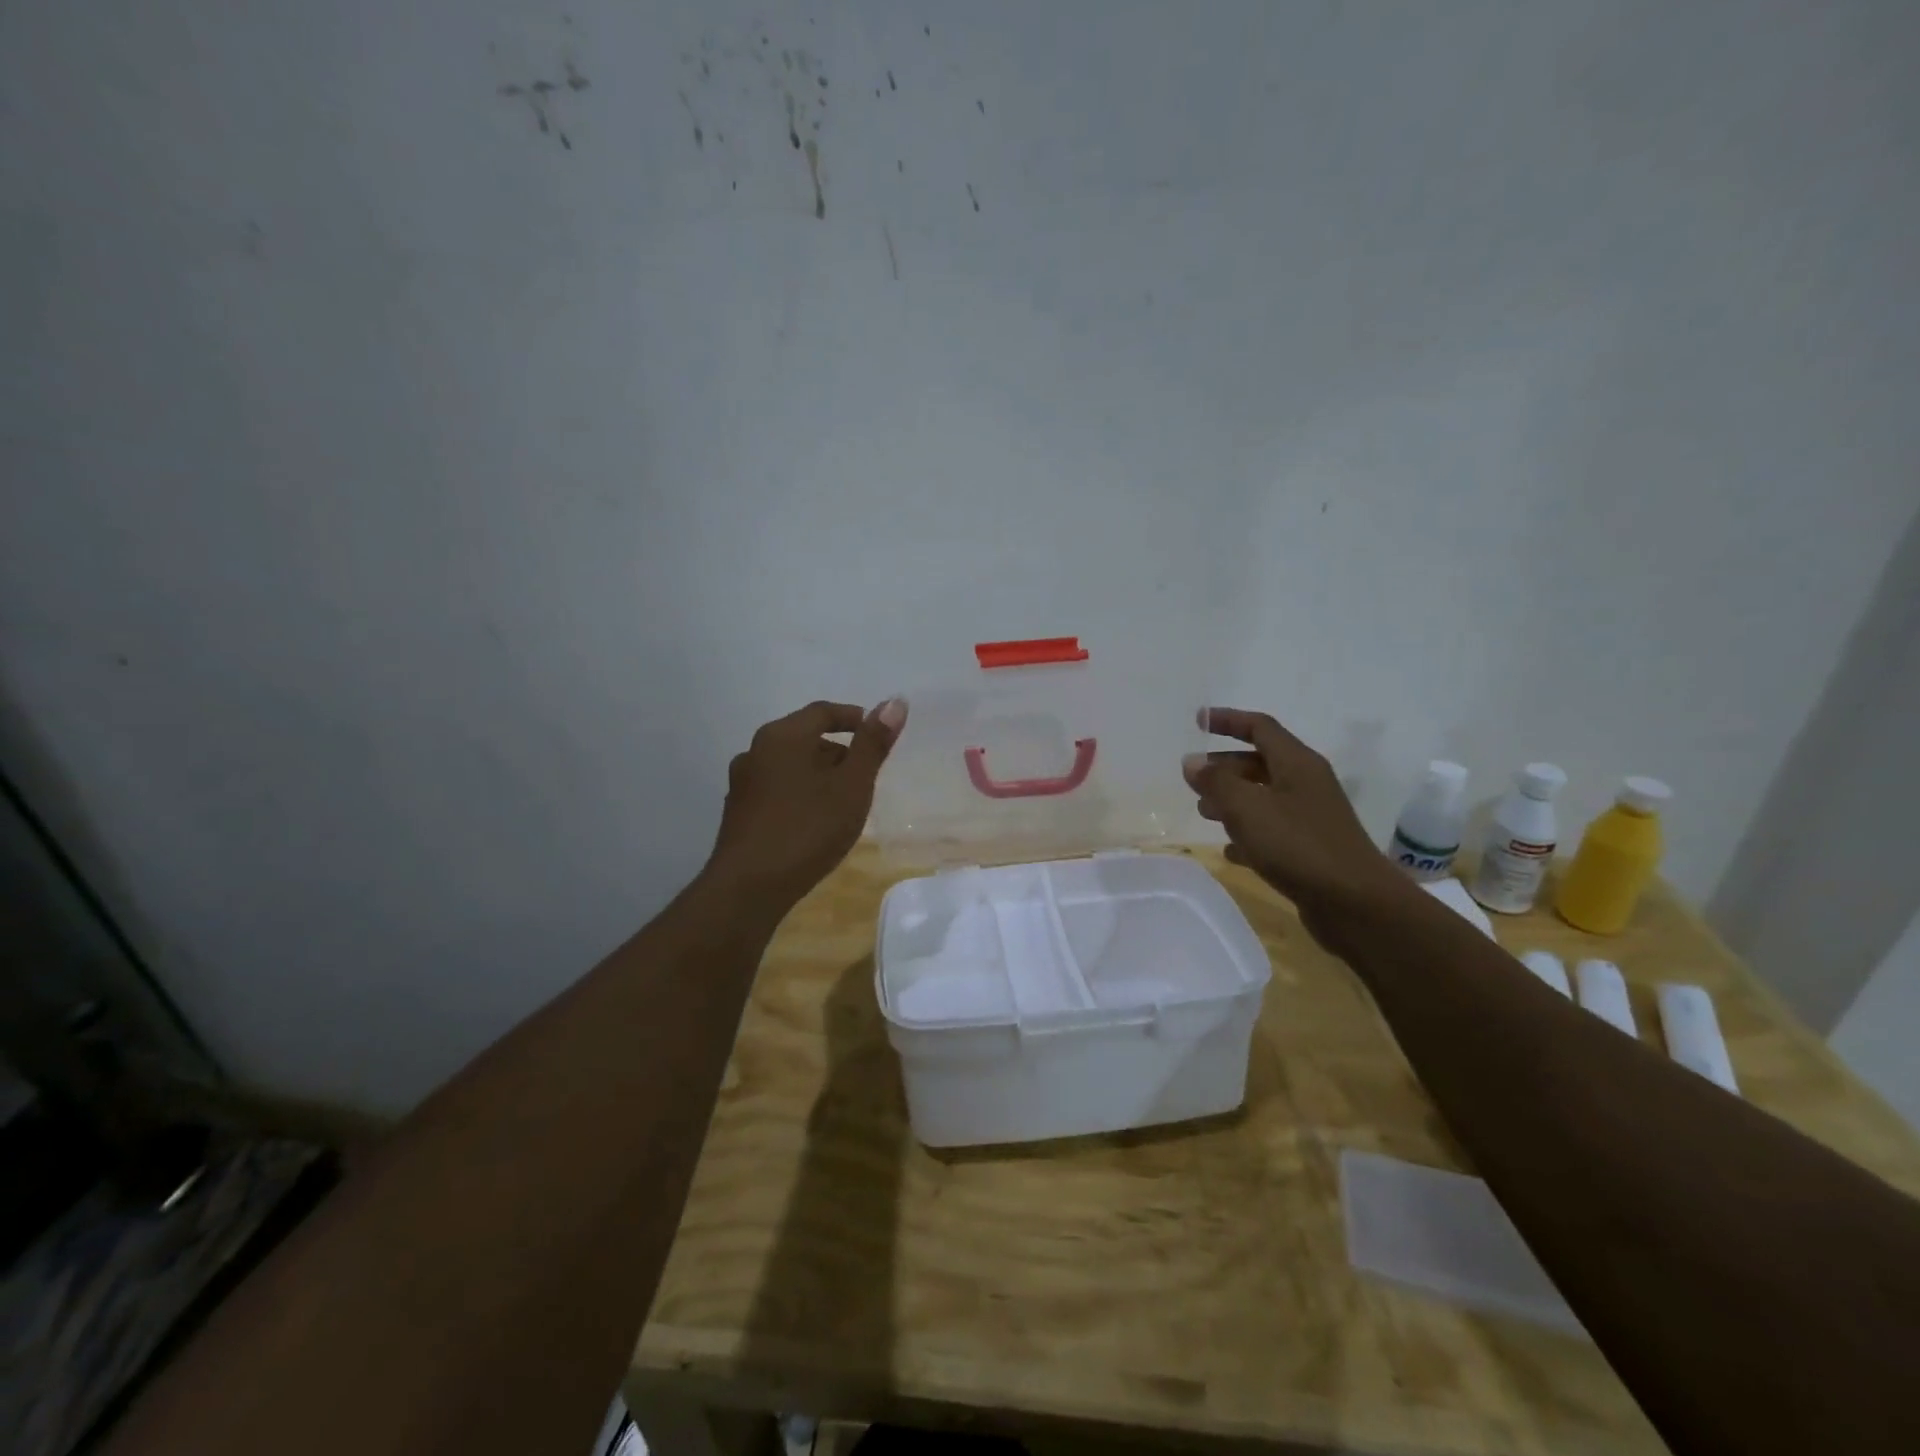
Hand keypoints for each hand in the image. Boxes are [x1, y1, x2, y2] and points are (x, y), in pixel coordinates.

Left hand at [704, 698, 907, 906]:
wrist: (748, 887)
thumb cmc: (807, 829)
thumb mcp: (852, 786)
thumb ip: (872, 745)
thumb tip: (895, 702)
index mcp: (783, 736)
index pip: (823, 712)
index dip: (854, 718)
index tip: (878, 734)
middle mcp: (755, 750)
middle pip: (803, 737)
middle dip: (838, 749)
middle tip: (866, 773)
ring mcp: (742, 782)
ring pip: (789, 765)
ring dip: (818, 773)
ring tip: (843, 800)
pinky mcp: (738, 812)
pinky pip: (776, 788)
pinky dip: (800, 793)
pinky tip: (814, 821)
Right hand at [1184, 708, 1410, 928]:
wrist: (1355, 904)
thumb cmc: (1298, 845)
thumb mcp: (1247, 808)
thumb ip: (1216, 782)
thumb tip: (1192, 762)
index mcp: (1297, 763)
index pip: (1260, 727)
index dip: (1228, 720)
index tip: (1198, 721)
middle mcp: (1306, 784)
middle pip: (1259, 763)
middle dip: (1224, 767)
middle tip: (1194, 781)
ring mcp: (1310, 817)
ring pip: (1264, 797)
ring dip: (1232, 801)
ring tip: (1205, 814)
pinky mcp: (1310, 849)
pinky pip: (1272, 832)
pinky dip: (1249, 835)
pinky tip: (1231, 852)